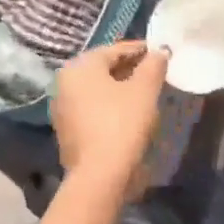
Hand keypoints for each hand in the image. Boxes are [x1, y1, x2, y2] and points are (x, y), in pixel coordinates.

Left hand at [51, 41, 168, 192]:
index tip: (160, 52)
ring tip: (146, 91)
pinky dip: (110, 104)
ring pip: (97, 88)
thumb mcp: (145, 90)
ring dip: (120, 86)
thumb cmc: (122, 123)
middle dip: (130, 68)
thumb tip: (159, 52)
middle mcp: (64, 82)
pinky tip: (129, 111)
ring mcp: (62, 107)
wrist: (99, 174)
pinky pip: (93, 107)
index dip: (140, 49)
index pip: (114, 50)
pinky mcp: (67, 129)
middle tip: (155, 71)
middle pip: (103, 68)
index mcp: (80, 67)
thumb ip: (153, 65)